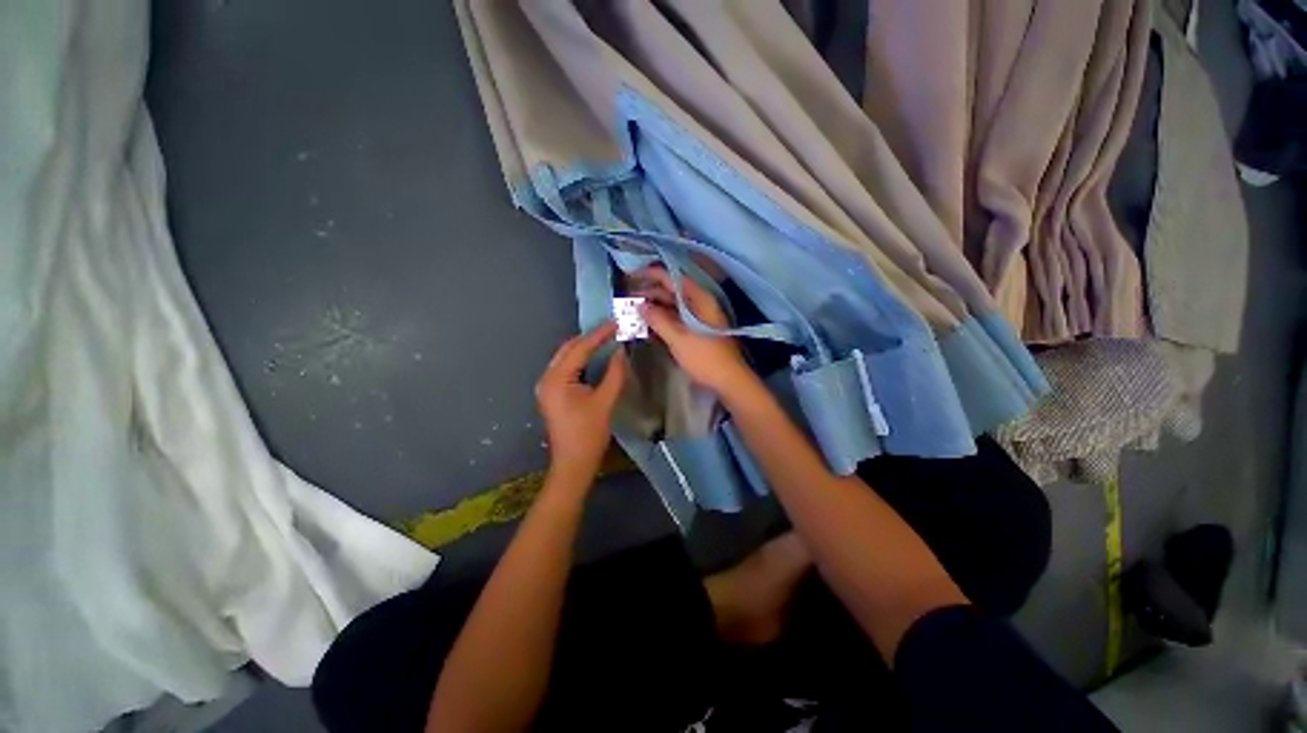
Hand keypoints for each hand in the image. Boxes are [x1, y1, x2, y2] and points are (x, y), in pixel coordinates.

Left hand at [535, 322, 626, 483]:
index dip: (599, 334)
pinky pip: (566, 368)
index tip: (616, 323)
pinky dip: (580, 359)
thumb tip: (621, 351)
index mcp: (557, 380)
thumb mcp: (605, 402)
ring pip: (566, 357)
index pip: (579, 349)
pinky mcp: (552, 393)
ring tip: (606, 338)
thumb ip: (614, 373)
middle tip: (612, 329)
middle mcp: (547, 378)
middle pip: (568, 349)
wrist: (573, 463)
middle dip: (590, 337)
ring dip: (585, 347)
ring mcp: (547, 386)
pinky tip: (595, 356)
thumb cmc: (589, 434)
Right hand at [628, 267, 752, 395]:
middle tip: (626, 300)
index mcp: (698, 298)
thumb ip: (658, 319)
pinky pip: (676, 319)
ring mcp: (698, 316)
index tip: (630, 277)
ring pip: (671, 306)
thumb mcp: (678, 338)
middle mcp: (699, 303)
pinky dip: (662, 320)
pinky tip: (647, 326)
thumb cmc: (704, 357)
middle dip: (648, 294)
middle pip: (670, 291)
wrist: (729, 380)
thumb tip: (640, 305)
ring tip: (632, 313)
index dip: (650, 274)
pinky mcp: (696, 329)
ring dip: (653, 308)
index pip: (671, 277)